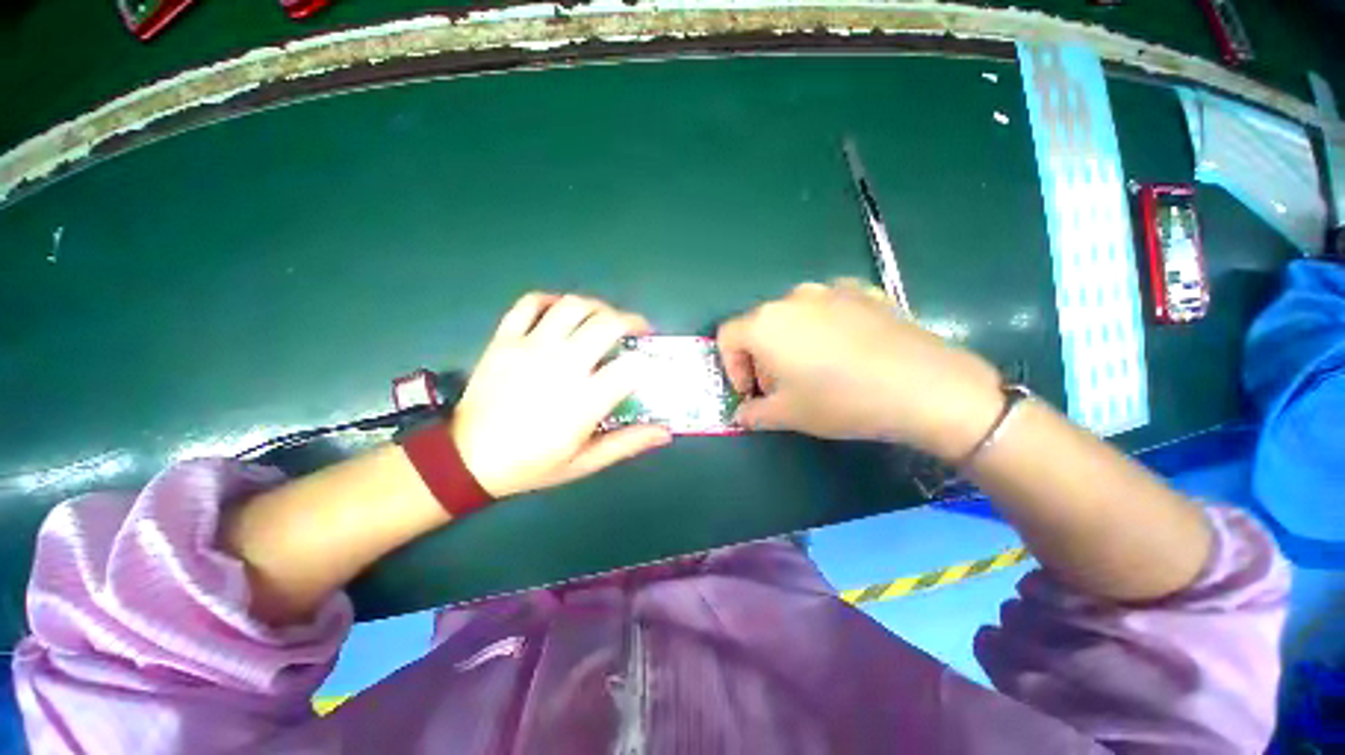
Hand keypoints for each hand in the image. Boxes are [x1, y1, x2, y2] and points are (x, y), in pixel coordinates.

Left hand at [451, 293, 671, 497]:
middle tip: (636, 331)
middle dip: (631, 322)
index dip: (647, 361)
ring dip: (597, 307)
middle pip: (607, 325)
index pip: (631, 367)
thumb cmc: (531, 464)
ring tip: (604, 319)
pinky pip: (530, 303)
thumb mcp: (584, 462)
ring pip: (573, 306)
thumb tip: (665, 432)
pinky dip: (550, 300)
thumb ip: (626, 444)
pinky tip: (561, 311)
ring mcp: (530, 347)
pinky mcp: (505, 339)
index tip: (649, 364)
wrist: (467, 459)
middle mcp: (561, 365)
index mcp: (584, 400)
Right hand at [716, 280, 1002, 458]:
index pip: (727, 337)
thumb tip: (741, 415)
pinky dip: (823, 327)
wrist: (925, 386)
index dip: (731, 367)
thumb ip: (754, 414)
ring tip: (814, 369)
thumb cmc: (841, 401)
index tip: (751, 392)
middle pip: (759, 325)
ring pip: (793, 315)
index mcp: (765, 323)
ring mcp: (830, 289)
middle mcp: (792, 297)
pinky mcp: (863, 289)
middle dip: (761, 358)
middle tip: (781, 387)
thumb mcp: (789, 415)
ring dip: (790, 342)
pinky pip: (827, 307)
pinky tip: (846, 351)